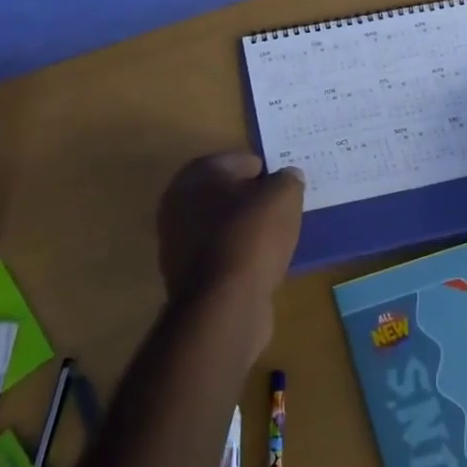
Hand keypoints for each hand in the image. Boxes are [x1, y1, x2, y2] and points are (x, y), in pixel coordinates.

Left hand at [155, 153, 304, 351]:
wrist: (223, 305)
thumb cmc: (251, 237)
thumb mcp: (283, 197)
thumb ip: (288, 180)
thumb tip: (288, 177)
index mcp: (196, 175)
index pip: (240, 161)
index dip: (267, 172)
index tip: (288, 188)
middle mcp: (178, 204)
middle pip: (228, 194)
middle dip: (255, 201)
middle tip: (285, 211)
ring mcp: (178, 242)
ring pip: (224, 226)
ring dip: (248, 230)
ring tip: (279, 239)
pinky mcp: (187, 276)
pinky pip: (223, 255)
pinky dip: (241, 256)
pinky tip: (263, 265)